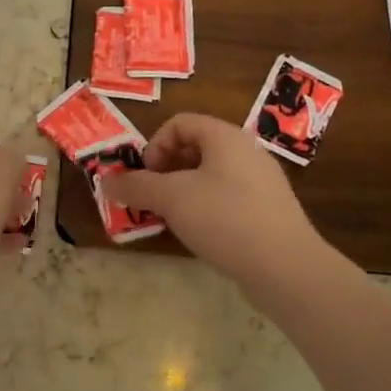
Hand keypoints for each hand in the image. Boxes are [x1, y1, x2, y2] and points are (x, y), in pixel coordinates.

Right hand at [105, 113, 324, 288]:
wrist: (286, 267)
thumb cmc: (224, 218)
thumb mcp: (171, 198)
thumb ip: (135, 186)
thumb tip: (104, 182)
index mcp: (225, 137)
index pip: (180, 123)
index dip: (155, 146)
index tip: (146, 177)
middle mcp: (246, 151)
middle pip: (195, 148)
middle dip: (165, 171)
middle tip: (152, 199)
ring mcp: (261, 182)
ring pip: (210, 176)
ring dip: (182, 193)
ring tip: (171, 219)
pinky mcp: (268, 211)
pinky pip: (228, 199)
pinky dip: (206, 209)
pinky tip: (201, 235)